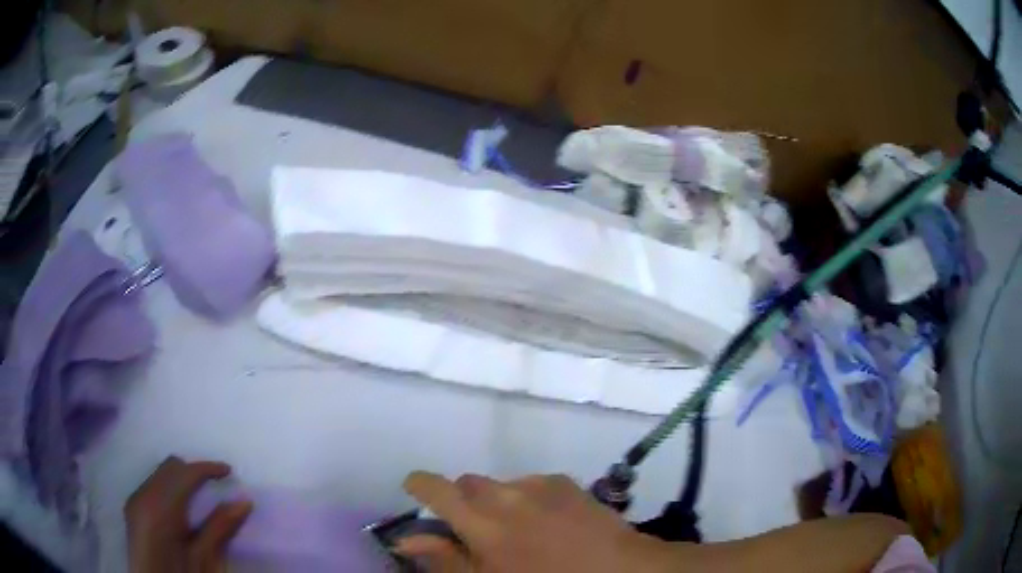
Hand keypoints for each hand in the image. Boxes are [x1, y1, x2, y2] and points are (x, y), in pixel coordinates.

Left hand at [125, 456, 251, 572]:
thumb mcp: (205, 559)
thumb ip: (220, 528)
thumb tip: (243, 501)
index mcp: (160, 506)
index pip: (184, 473)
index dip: (207, 468)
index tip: (229, 472)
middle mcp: (143, 495)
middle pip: (169, 468)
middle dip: (193, 472)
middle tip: (216, 487)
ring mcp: (135, 501)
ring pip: (159, 475)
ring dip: (180, 481)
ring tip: (200, 501)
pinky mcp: (133, 510)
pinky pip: (152, 487)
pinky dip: (169, 491)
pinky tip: (181, 512)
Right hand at [398, 472, 683, 572]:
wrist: (616, 570)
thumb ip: (445, 559)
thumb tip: (408, 541)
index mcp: (481, 521)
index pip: (434, 488)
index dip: (419, 485)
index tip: (414, 490)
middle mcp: (505, 494)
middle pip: (467, 483)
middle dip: (462, 500)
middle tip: (474, 528)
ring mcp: (538, 484)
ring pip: (500, 484)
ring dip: (497, 501)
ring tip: (517, 529)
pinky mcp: (565, 482)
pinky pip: (531, 484)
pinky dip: (526, 498)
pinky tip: (546, 521)